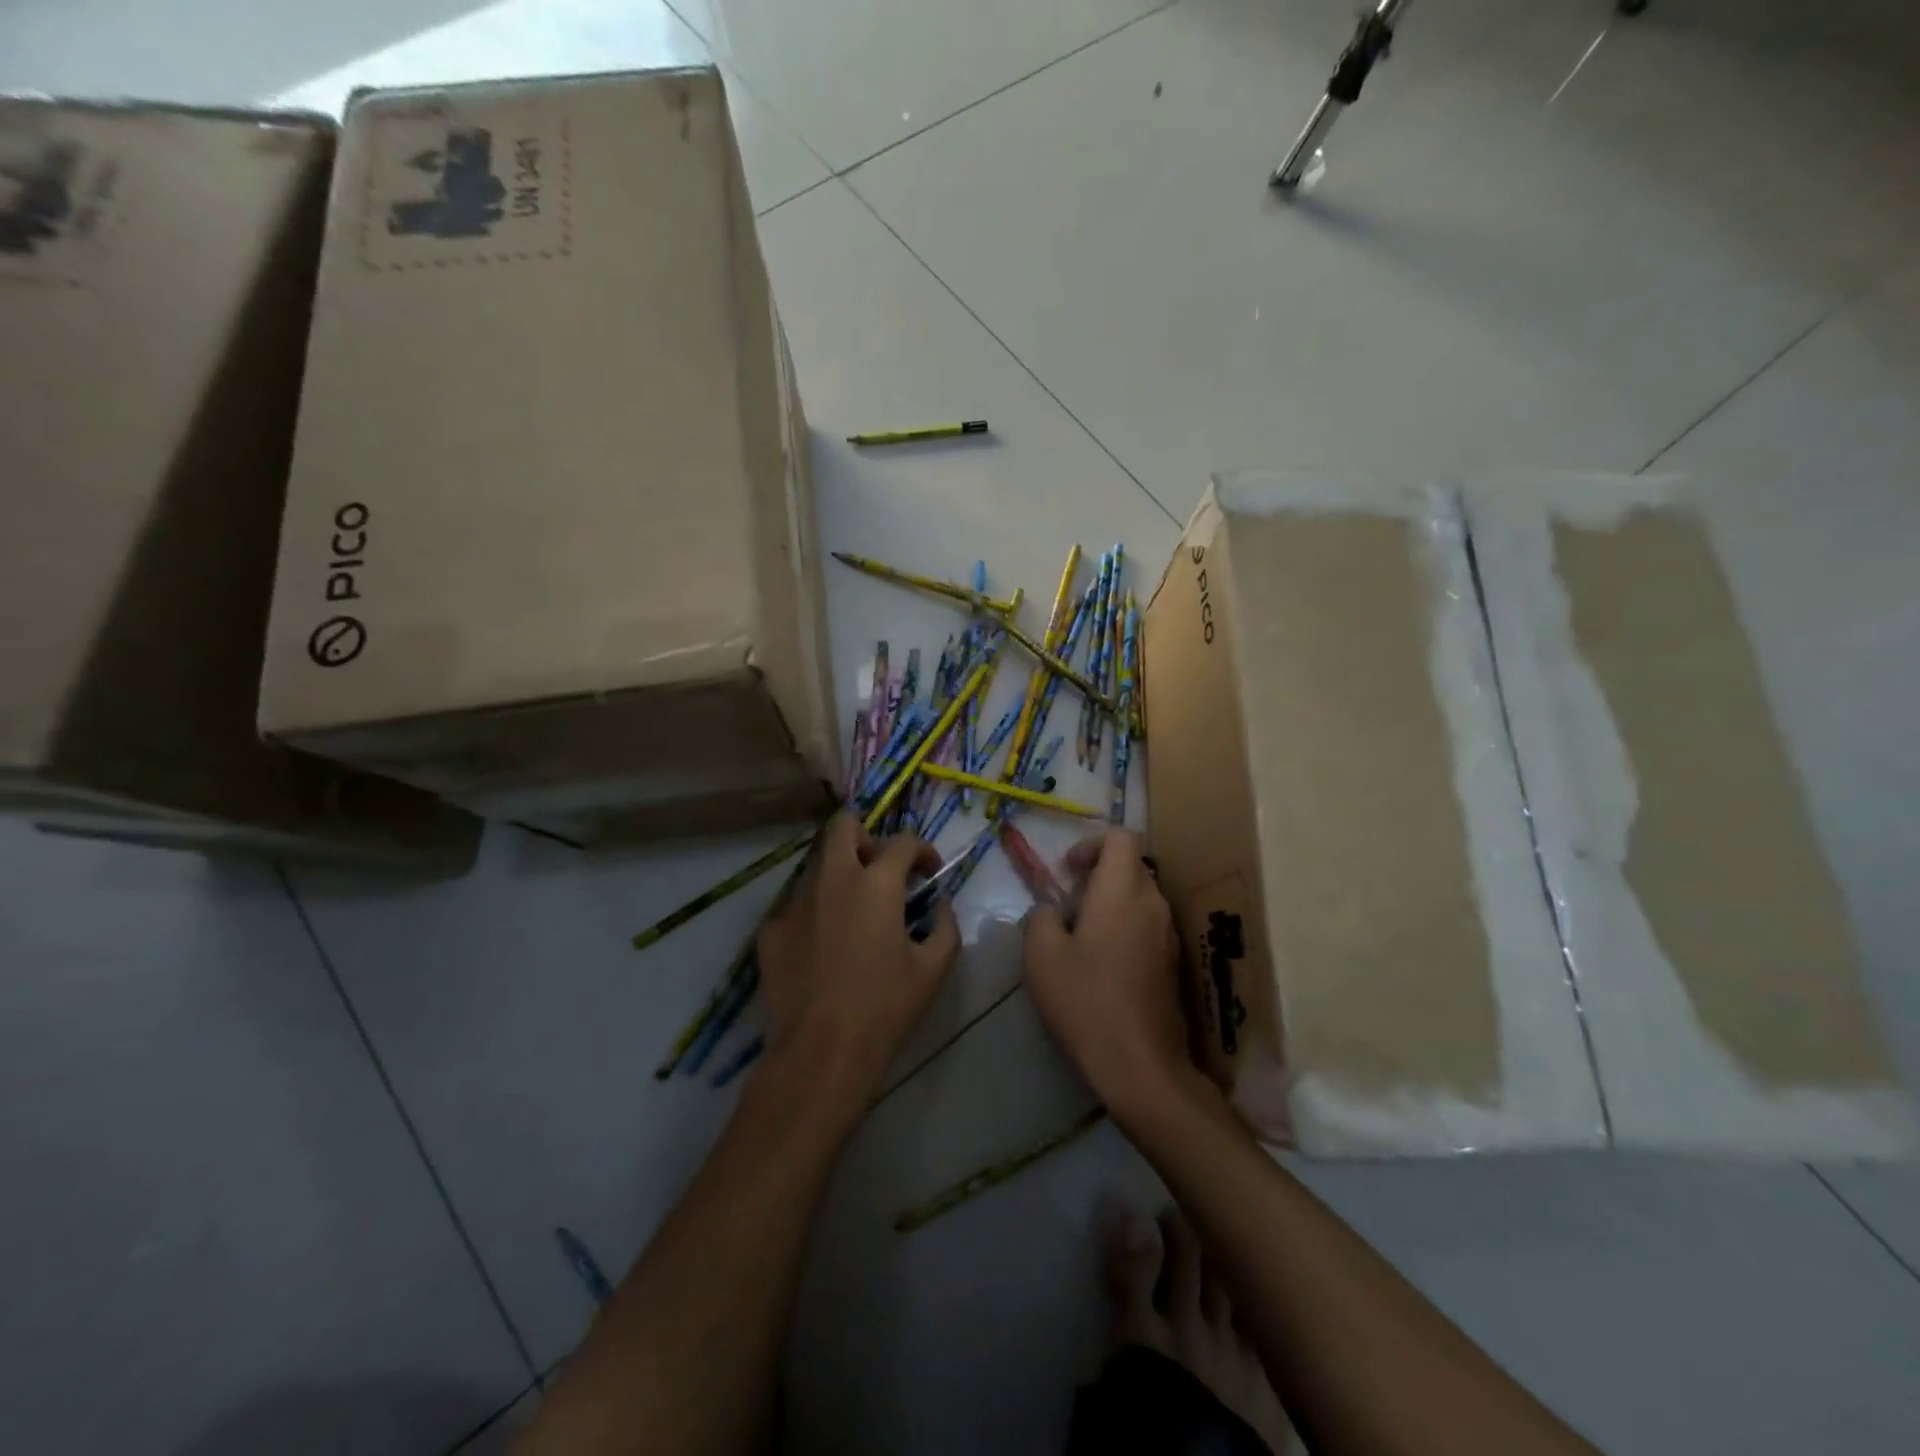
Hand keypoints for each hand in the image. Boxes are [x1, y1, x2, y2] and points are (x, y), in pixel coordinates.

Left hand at [756, 814, 959, 1105]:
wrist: (820, 1052)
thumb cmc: (885, 1007)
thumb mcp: (933, 968)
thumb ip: (945, 925)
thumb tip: (940, 904)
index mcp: (876, 884)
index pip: (902, 842)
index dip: (922, 850)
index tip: (929, 871)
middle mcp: (833, 880)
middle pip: (843, 827)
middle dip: (866, 837)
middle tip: (880, 870)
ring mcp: (796, 903)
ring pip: (818, 867)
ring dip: (841, 877)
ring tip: (854, 916)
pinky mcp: (771, 930)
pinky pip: (797, 906)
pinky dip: (816, 914)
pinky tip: (824, 949)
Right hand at [1023, 828, 1194, 1118]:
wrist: (1139, 1064)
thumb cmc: (1085, 1001)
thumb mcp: (1041, 955)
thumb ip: (1041, 917)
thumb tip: (1052, 912)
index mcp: (1122, 891)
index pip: (1120, 837)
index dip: (1091, 844)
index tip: (1068, 872)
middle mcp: (1153, 903)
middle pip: (1132, 866)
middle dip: (1099, 874)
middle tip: (1069, 905)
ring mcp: (1169, 934)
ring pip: (1141, 897)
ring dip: (1112, 902)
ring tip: (1083, 937)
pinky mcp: (1174, 962)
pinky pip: (1149, 925)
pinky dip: (1126, 927)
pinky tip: (1104, 964)